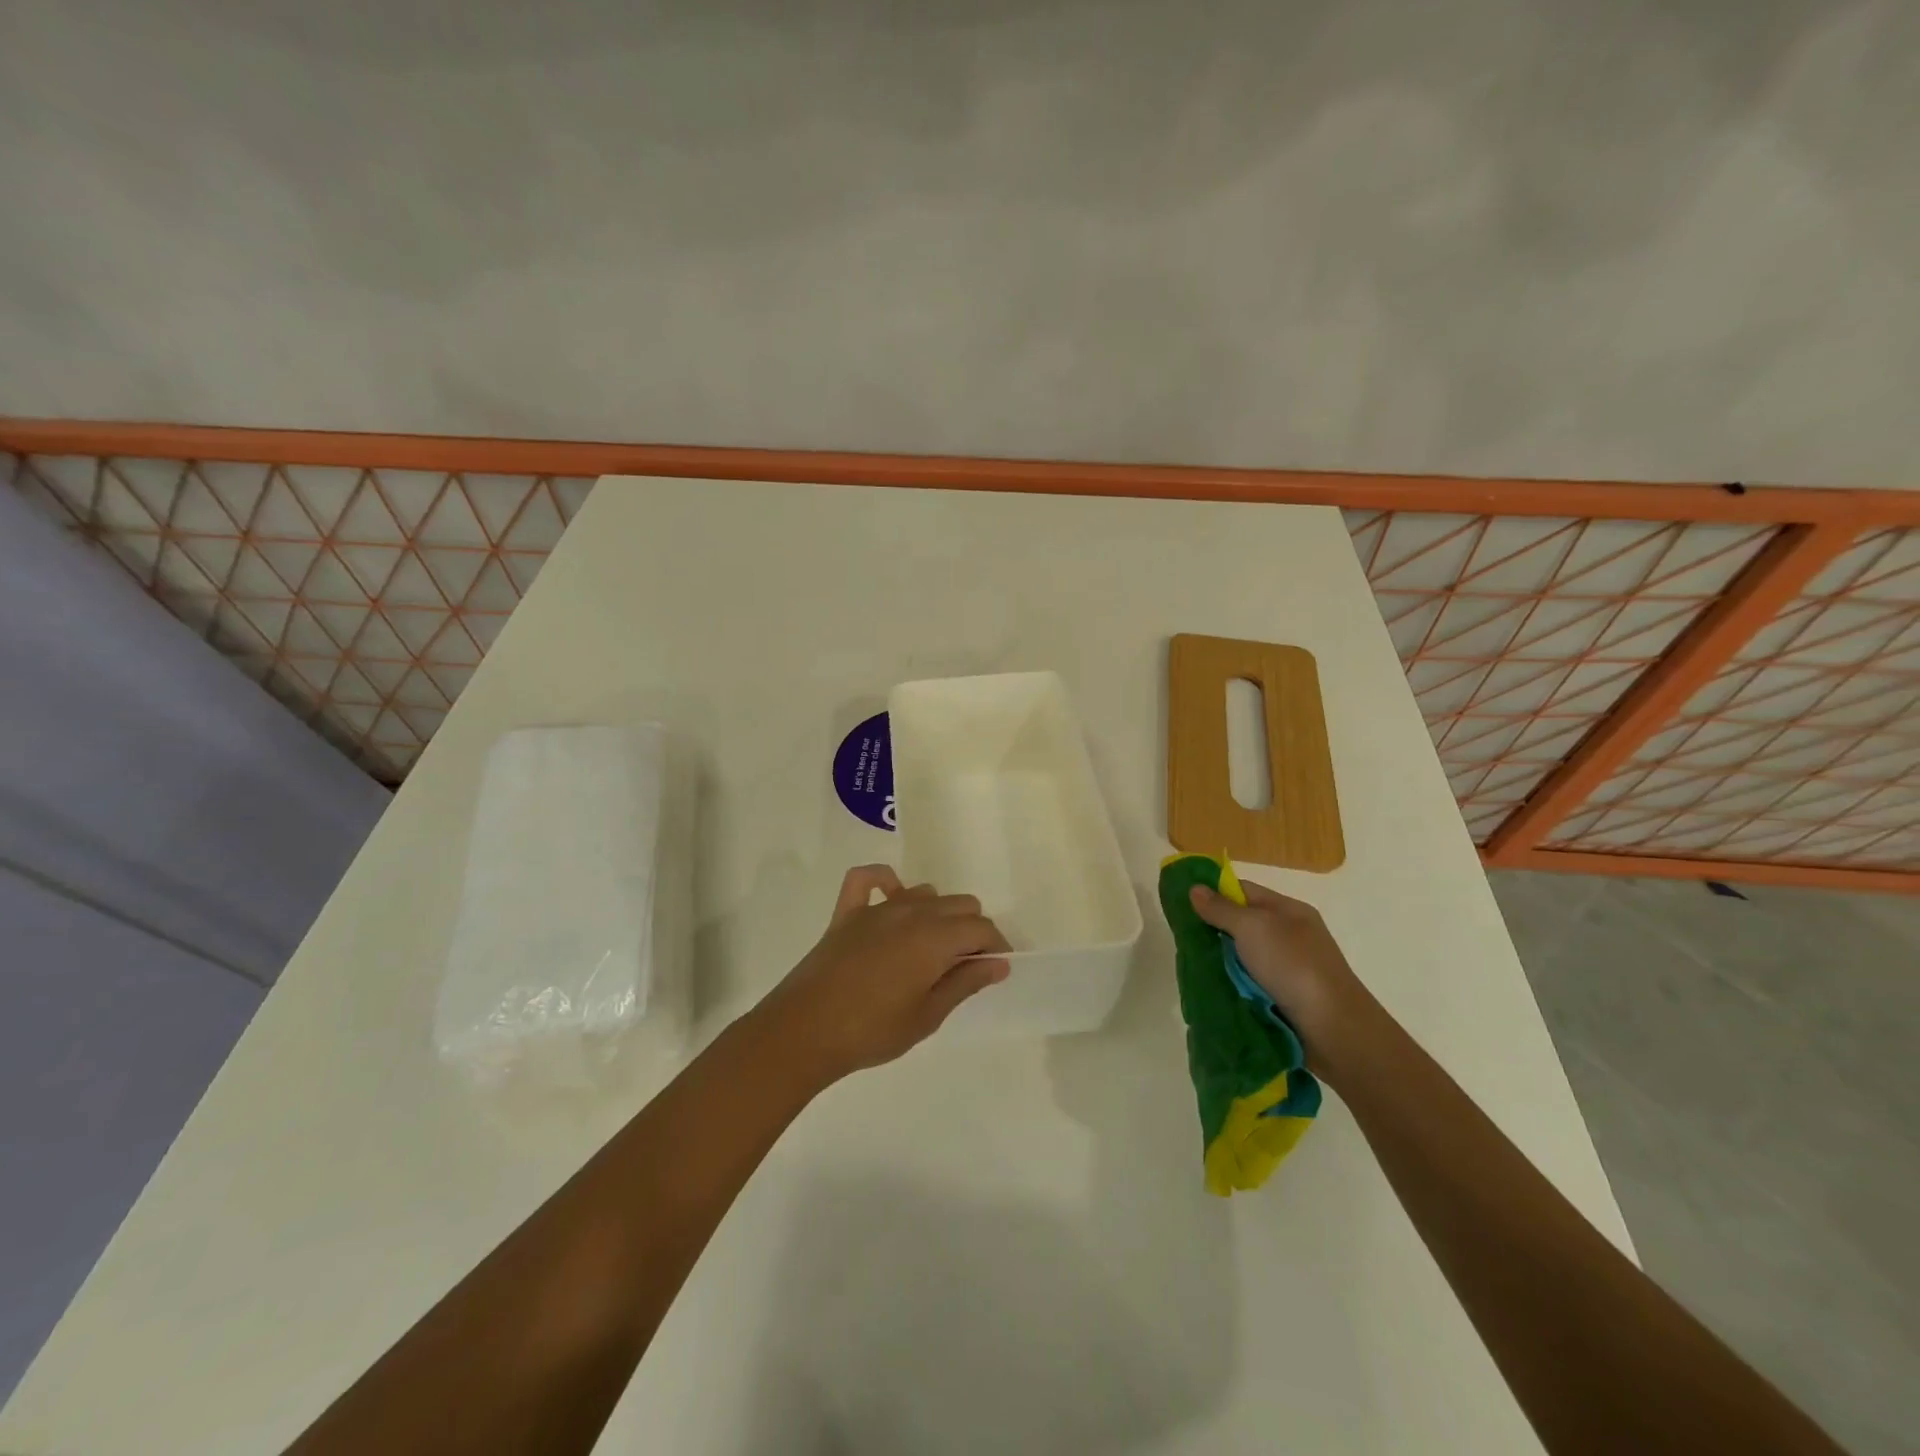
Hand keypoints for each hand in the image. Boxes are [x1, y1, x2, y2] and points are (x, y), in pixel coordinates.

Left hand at [755, 865, 1010, 1085]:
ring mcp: (876, 908)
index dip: (995, 946)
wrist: (804, 1032)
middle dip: (971, 929)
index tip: (995, 968)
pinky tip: (890, 900)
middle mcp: (910, 912)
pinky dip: (883, 881)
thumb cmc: (872, 1031)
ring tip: (931, 947)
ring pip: (923, 892)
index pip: (981, 927)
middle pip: (959, 904)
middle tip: (964, 965)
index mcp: (934, 938)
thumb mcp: (928, 1016)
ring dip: (936, 912)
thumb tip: (999, 963)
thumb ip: (965, 983)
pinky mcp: (846, 913)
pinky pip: (866, 878)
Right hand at [1188, 879, 1379, 1074]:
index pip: (1243, 890)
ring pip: (1243, 957)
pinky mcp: (1284, 998)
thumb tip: (1195, 888)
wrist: (1334, 1030)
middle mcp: (1289, 936)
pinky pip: (1249, 983)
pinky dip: (1231, 985)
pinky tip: (1211, 989)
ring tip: (1190, 966)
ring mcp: (1288, 969)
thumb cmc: (1294, 966)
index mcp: (1288, 911)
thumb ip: (1221, 908)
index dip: (1213, 892)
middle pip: (1241, 924)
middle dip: (1212, 930)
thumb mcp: (1253, 928)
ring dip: (1220, 962)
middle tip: (1181, 938)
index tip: (1182, 902)